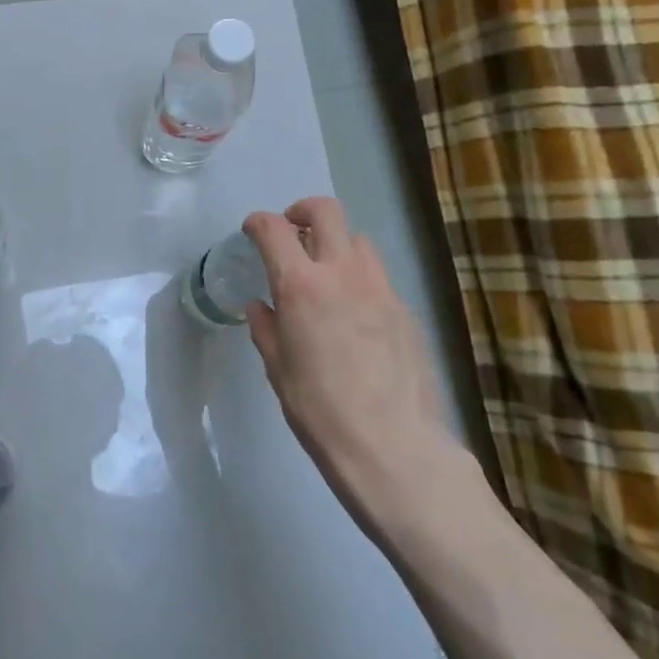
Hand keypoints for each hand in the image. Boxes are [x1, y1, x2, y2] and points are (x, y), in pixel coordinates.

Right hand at [241, 197, 464, 527]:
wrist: (393, 447)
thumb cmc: (319, 410)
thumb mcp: (277, 369)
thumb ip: (266, 328)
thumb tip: (262, 307)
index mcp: (300, 285)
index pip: (274, 229)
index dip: (258, 222)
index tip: (251, 231)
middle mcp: (342, 273)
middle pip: (326, 211)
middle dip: (302, 212)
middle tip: (291, 233)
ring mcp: (381, 289)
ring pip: (358, 240)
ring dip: (335, 245)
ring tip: (325, 274)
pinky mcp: (406, 310)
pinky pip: (378, 277)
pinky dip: (359, 279)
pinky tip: (354, 315)